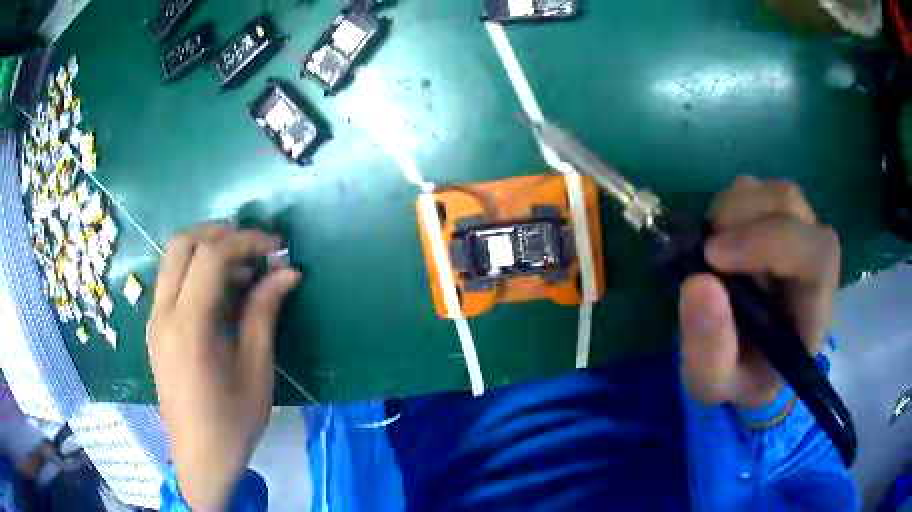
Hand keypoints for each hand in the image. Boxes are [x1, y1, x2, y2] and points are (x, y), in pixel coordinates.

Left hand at [146, 224, 300, 509]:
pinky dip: (197, 273)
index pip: (210, 255)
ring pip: (173, 259)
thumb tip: (287, 272)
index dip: (246, 240)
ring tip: (244, 272)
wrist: (199, 458)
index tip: (277, 247)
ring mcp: (154, 320)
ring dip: (207, 251)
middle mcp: (163, 314)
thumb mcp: (255, 371)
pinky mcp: (156, 329)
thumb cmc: (232, 422)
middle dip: (220, 233)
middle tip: (255, 248)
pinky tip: (222, 296)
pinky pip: (172, 282)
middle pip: (182, 243)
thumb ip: (264, 313)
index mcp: (187, 326)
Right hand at [679, 176, 839, 408]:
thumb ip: (709, 349)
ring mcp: (798, 232)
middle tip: (704, 253)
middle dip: (744, 220)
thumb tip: (698, 282)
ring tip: (709, 250)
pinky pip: (756, 191)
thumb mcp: (714, 382)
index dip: (770, 242)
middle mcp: (814, 260)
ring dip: (734, 210)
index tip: (713, 257)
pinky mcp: (776, 219)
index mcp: (814, 309)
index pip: (816, 255)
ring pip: (774, 192)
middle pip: (792, 206)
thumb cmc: (739, 375)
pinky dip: (729, 207)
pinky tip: (717, 239)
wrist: (747, 359)